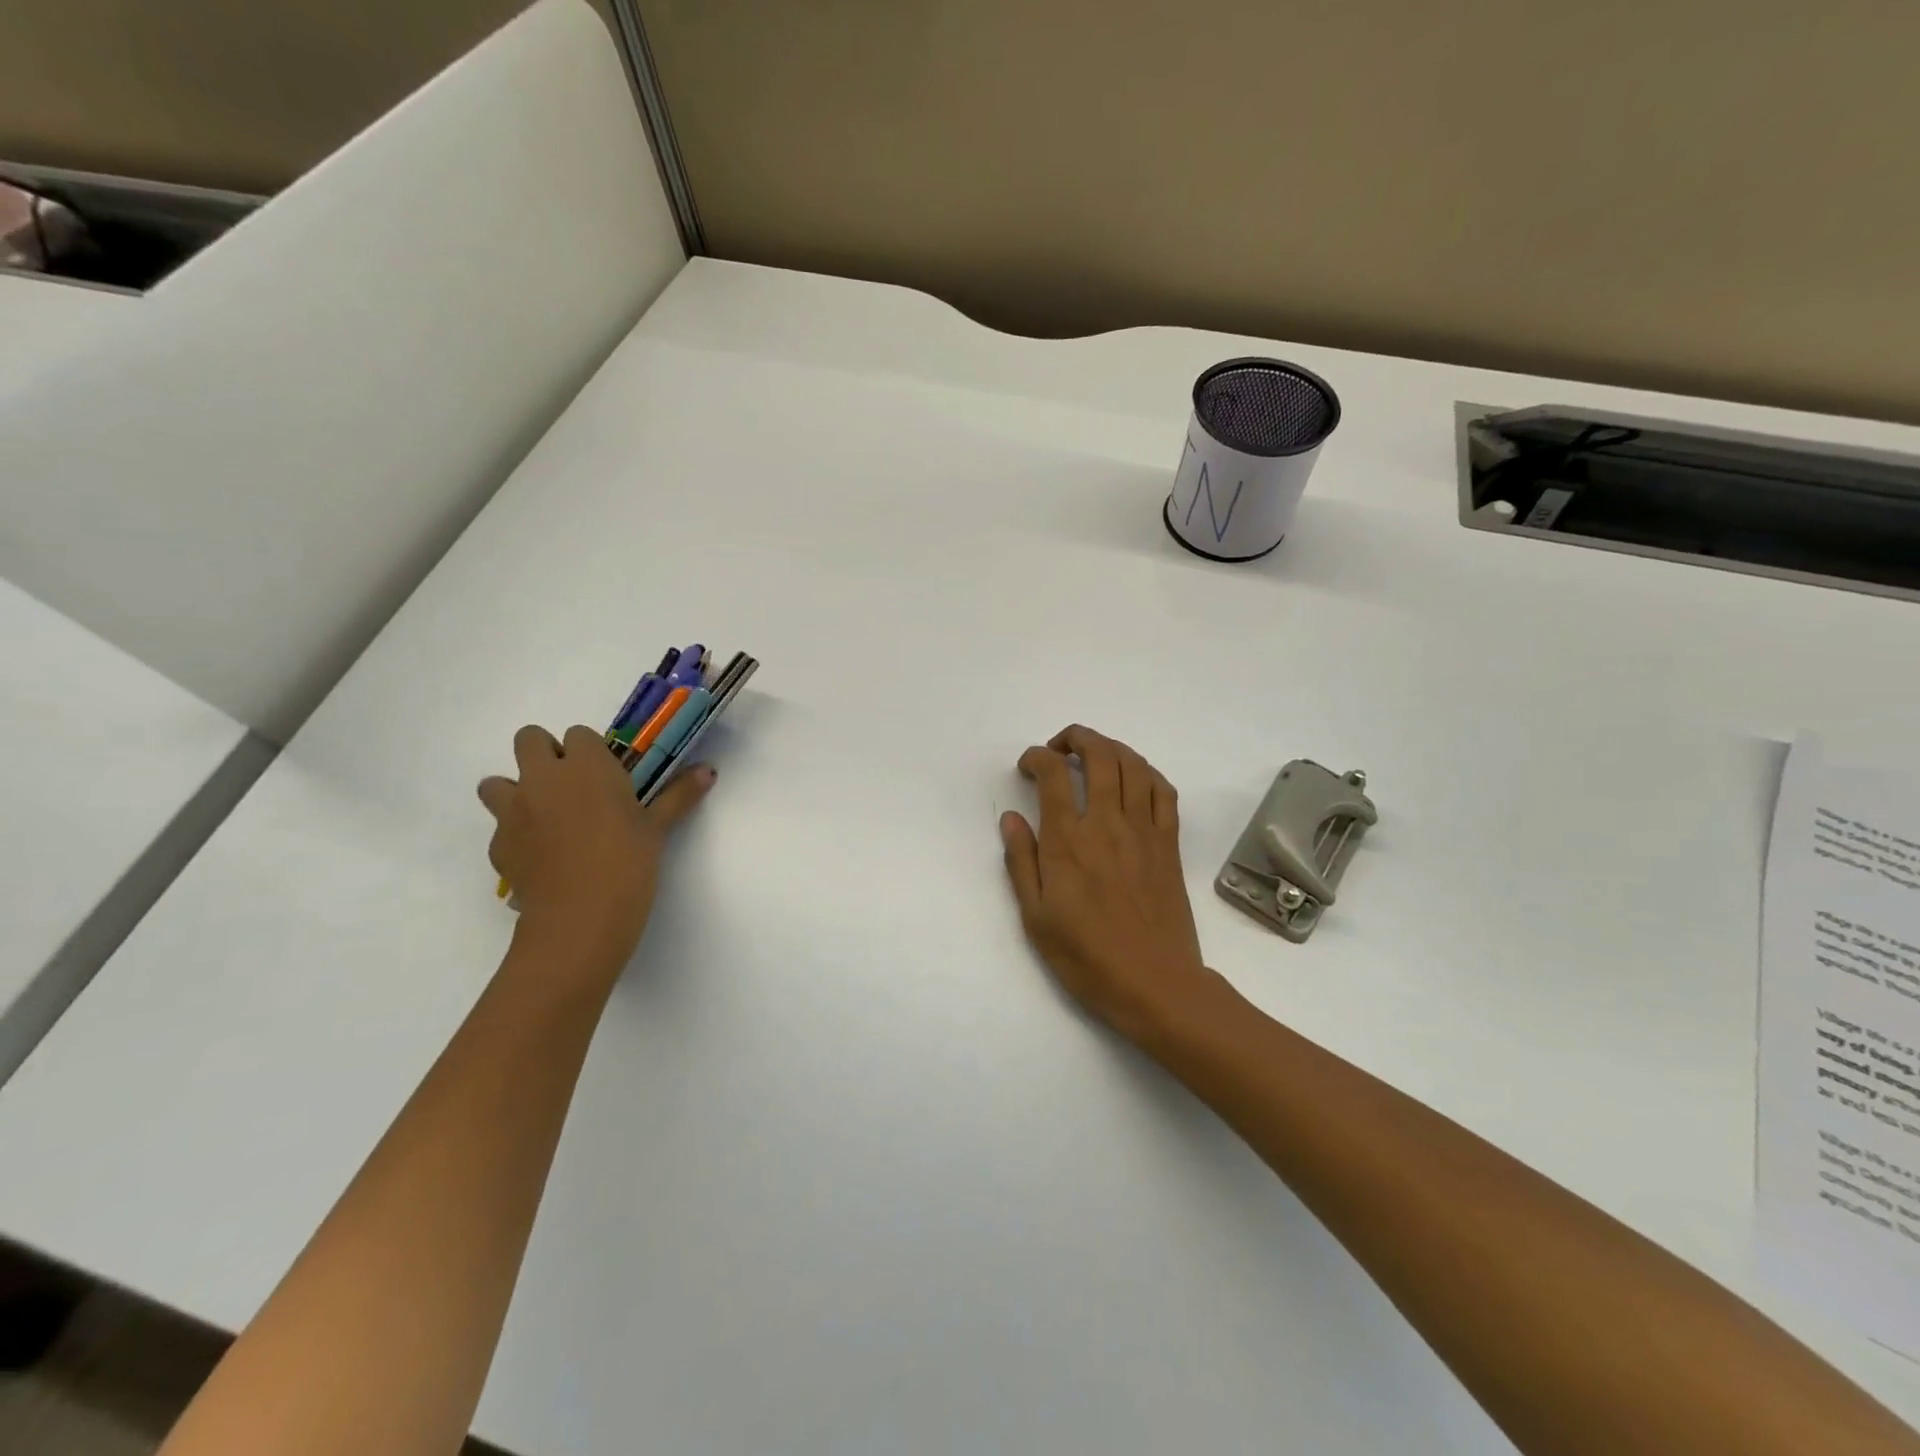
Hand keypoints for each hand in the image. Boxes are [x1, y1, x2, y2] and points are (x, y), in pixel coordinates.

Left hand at [479, 725, 714, 972]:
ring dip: (517, 791)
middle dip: (545, 755)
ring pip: (496, 783)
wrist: (579, 917)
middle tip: (572, 787)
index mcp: (585, 765)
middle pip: (528, 740)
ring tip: (545, 818)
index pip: (579, 734)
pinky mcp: (497, 845)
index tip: (606, 775)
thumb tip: (709, 771)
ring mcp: (513, 810)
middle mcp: (543, 777)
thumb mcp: (658, 827)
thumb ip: (679, 794)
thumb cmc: (627, 861)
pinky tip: (541, 857)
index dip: (590, 752)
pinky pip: (500, 828)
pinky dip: (516, 835)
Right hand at [1000, 725, 1221, 1046]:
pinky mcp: (1169, 844)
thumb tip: (1011, 818)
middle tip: (1060, 747)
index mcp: (1068, 841)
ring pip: (1134, 765)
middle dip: (1077, 738)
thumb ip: (1021, 861)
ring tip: (1094, 753)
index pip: (1054, 774)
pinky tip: (1134, 779)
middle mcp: (1107, 824)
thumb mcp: (1036, 917)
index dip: (1038, 757)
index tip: (1028, 765)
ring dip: (1112, 747)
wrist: (1154, 984)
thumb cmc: (1086, 957)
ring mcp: (1144, 831)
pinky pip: (1164, 792)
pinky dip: (1147, 773)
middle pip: (1099, 755)